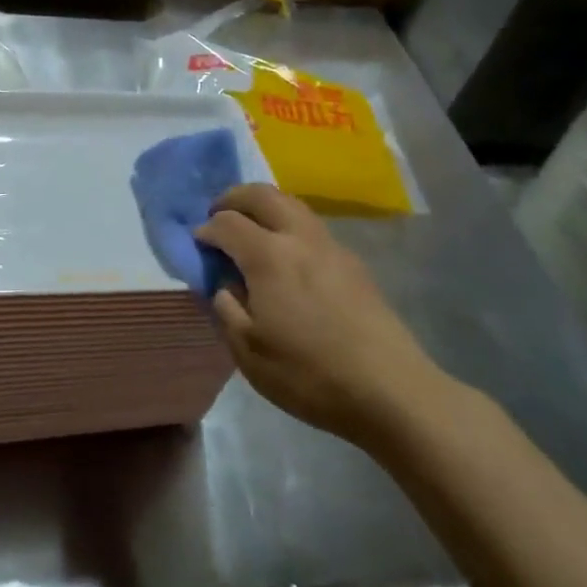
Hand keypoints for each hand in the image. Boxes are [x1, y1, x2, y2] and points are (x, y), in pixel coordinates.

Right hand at [196, 185, 449, 446]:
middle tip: (218, 216)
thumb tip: (224, 283)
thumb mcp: (247, 350)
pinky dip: (288, 226)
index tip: (196, 244)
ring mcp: (332, 247)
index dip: (205, 230)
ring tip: (250, 231)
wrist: (390, 392)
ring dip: (264, 207)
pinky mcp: (354, 264)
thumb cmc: (309, 374)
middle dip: (233, 198)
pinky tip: (286, 259)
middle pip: (262, 194)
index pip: (227, 222)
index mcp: (269, 256)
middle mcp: (300, 238)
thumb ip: (226, 307)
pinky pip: (311, 227)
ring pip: (291, 204)